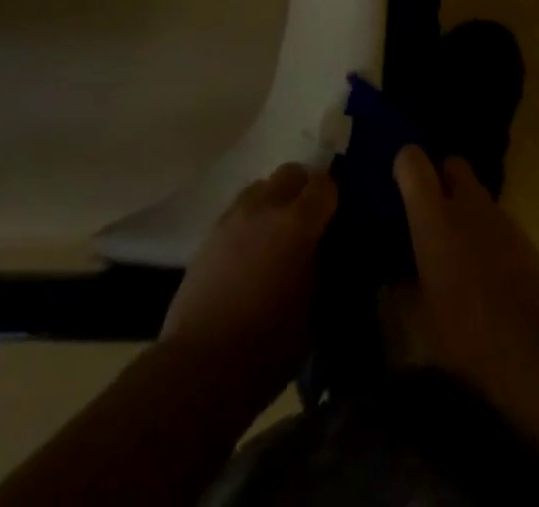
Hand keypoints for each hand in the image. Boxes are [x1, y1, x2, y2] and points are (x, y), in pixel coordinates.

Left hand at [161, 162, 337, 385]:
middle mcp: (265, 206)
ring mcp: (234, 215)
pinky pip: (240, 208)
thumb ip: (323, 268)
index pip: (324, 185)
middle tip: (310, 222)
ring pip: (263, 186)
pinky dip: (253, 218)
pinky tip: (252, 251)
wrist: (202, 364)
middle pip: (291, 173)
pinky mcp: (211, 231)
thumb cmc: (268, 345)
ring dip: (275, 200)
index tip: (336, 219)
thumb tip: (325, 250)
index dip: (333, 198)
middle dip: (304, 190)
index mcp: (297, 223)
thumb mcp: (314, 311)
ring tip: (278, 236)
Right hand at [394, 146, 538, 401]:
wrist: (532, 350)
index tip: (401, 185)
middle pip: (454, 164)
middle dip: (443, 178)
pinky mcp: (524, 236)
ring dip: (467, 210)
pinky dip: (488, 233)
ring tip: (460, 248)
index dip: (405, 165)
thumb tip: (395, 277)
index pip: (413, 161)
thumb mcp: (422, 315)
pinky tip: (487, 269)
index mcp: (433, 216)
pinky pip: (497, 221)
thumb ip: (406, 285)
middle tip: (433, 212)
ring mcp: (500, 217)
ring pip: (478, 193)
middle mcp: (467, 204)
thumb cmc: (465, 331)